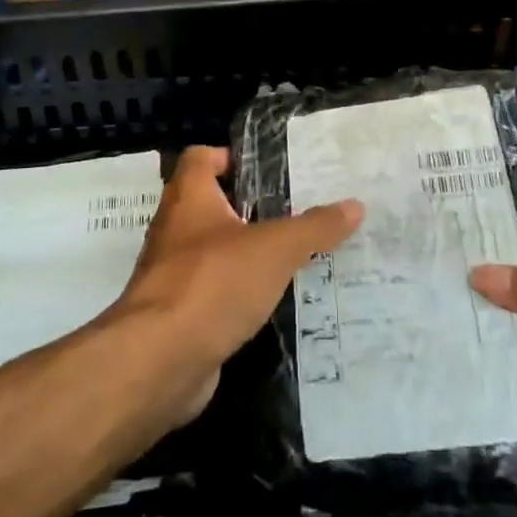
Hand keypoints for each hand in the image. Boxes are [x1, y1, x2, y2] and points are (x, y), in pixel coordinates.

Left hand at [107, 145, 363, 422]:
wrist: (160, 360)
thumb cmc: (214, 282)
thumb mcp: (276, 249)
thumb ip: (315, 227)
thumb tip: (356, 205)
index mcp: (189, 197)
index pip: (201, 157)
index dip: (230, 156)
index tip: (267, 171)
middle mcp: (174, 229)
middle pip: (210, 204)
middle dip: (249, 208)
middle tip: (295, 212)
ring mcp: (172, 274)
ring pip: (213, 251)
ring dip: (245, 253)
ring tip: (292, 256)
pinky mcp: (177, 315)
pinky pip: (213, 292)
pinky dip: (237, 294)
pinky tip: (271, 302)